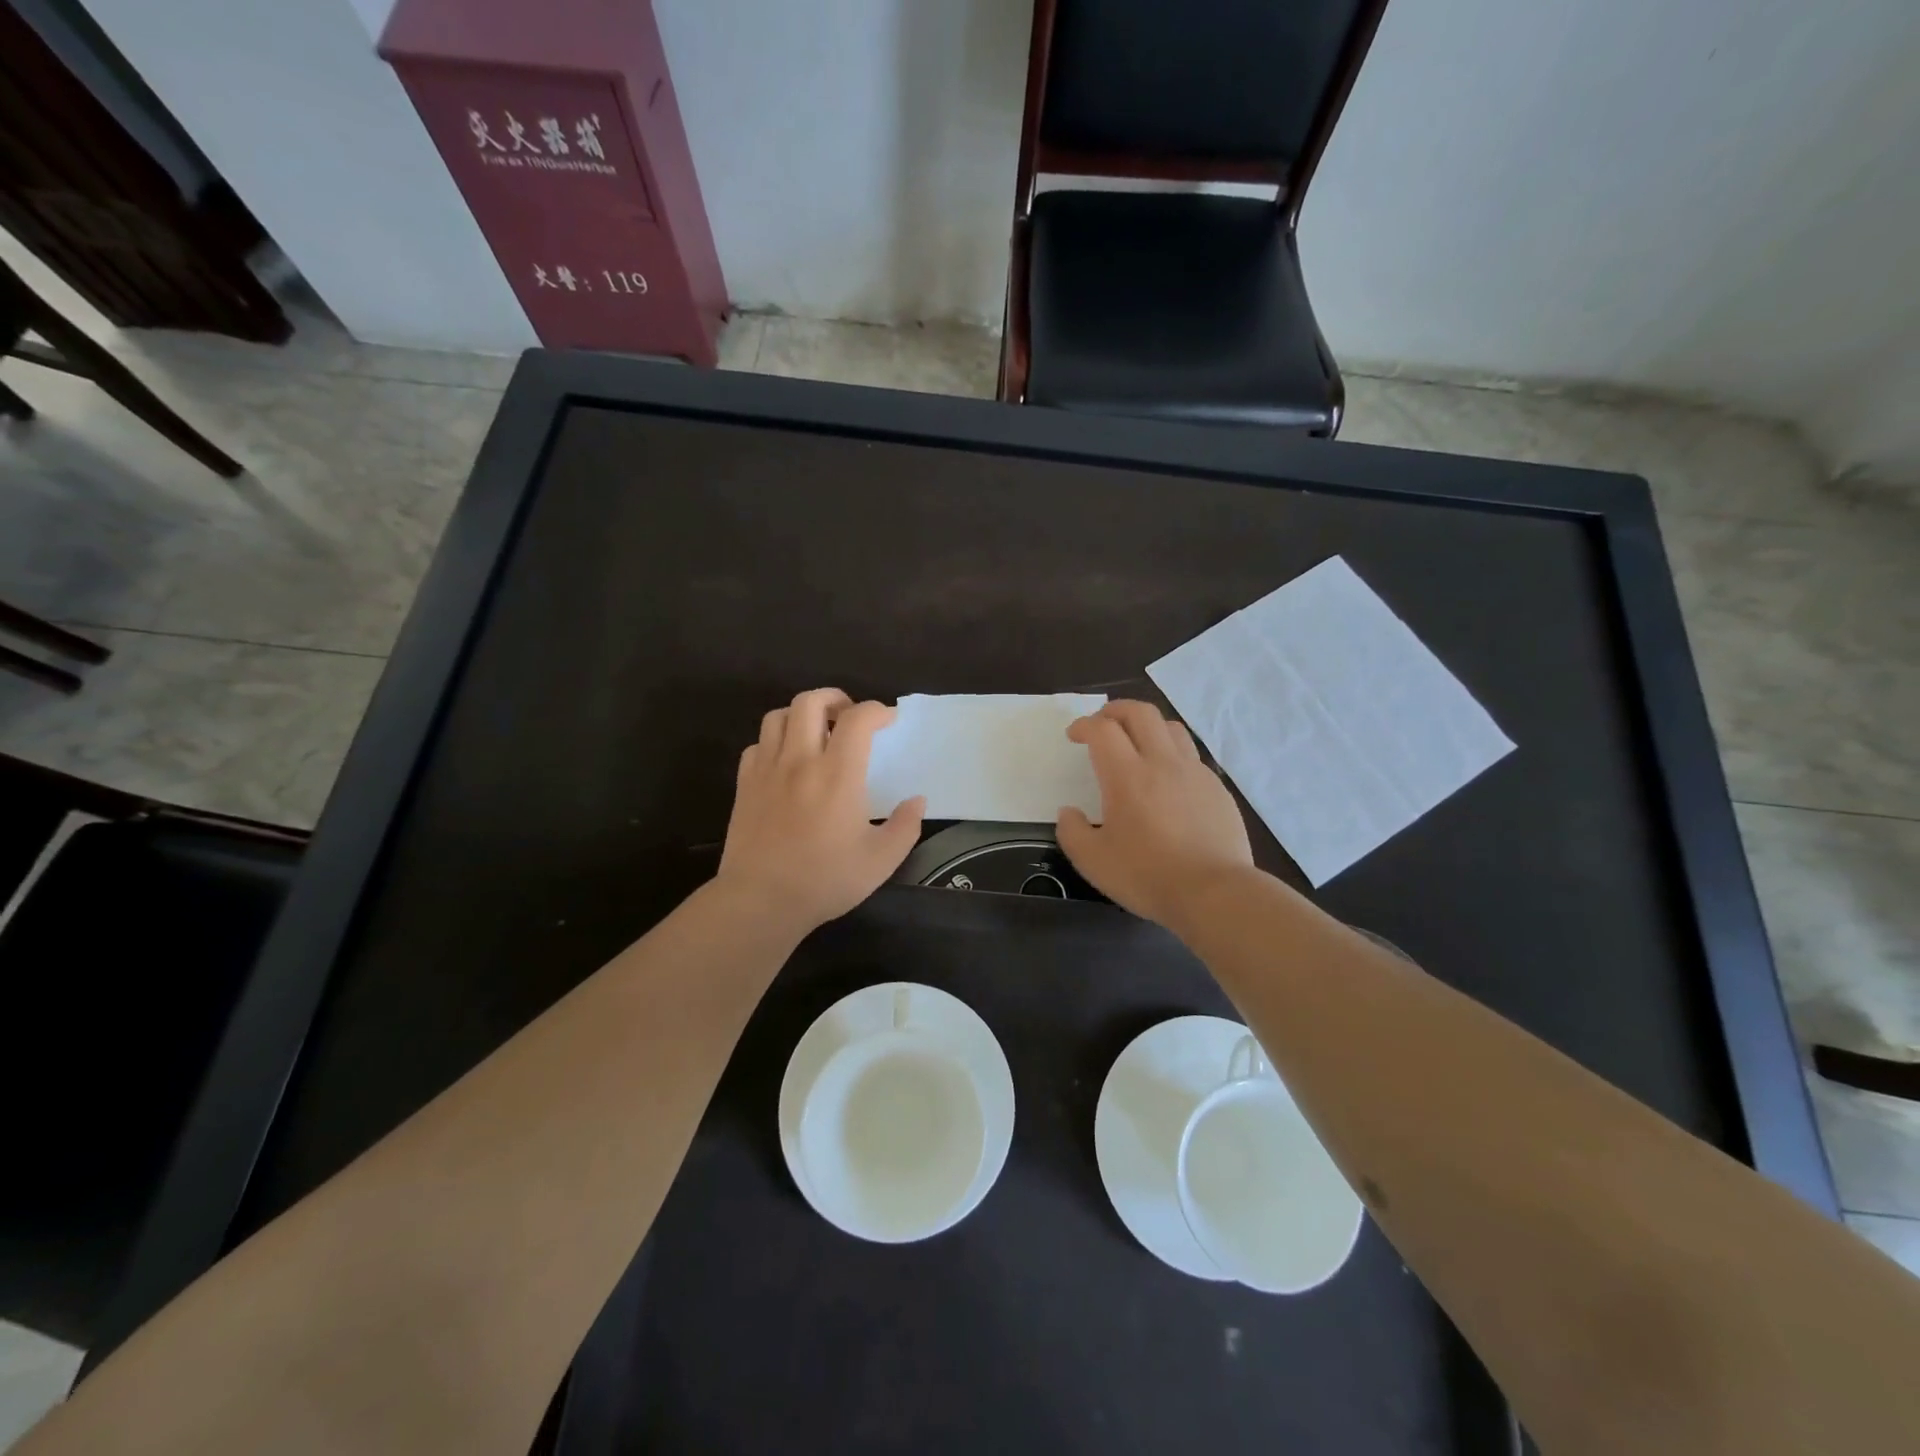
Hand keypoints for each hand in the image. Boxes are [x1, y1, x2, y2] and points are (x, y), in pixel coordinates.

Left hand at [718, 689, 924, 935]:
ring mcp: (767, 770)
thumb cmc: (825, 880)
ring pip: (778, 716)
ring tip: (817, 733)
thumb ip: (906, 826)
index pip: (857, 718)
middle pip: (810, 701)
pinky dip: (775, 742)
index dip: (876, 710)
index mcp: (838, 774)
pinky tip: (786, 761)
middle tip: (849, 717)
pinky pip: (757, 745)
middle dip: (835, 698)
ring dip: (802, 715)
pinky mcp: (744, 785)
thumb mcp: (881, 860)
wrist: (761, 901)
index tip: (888, 721)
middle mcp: (800, 760)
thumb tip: (917, 800)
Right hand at [1057, 700, 1253, 929]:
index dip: (1084, 725)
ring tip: (1136, 742)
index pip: (1102, 729)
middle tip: (1102, 723)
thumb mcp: (1093, 861)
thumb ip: (1072, 832)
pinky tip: (1166, 779)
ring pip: (1170, 727)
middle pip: (1140, 712)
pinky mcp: (1216, 788)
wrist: (1214, 892)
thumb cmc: (1147, 876)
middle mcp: (1161, 762)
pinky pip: (1191, 755)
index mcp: (1127, 776)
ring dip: (1147, 725)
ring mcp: (1194, 772)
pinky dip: (1171, 753)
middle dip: (1115, 710)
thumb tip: (1069, 812)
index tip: (1074, 736)